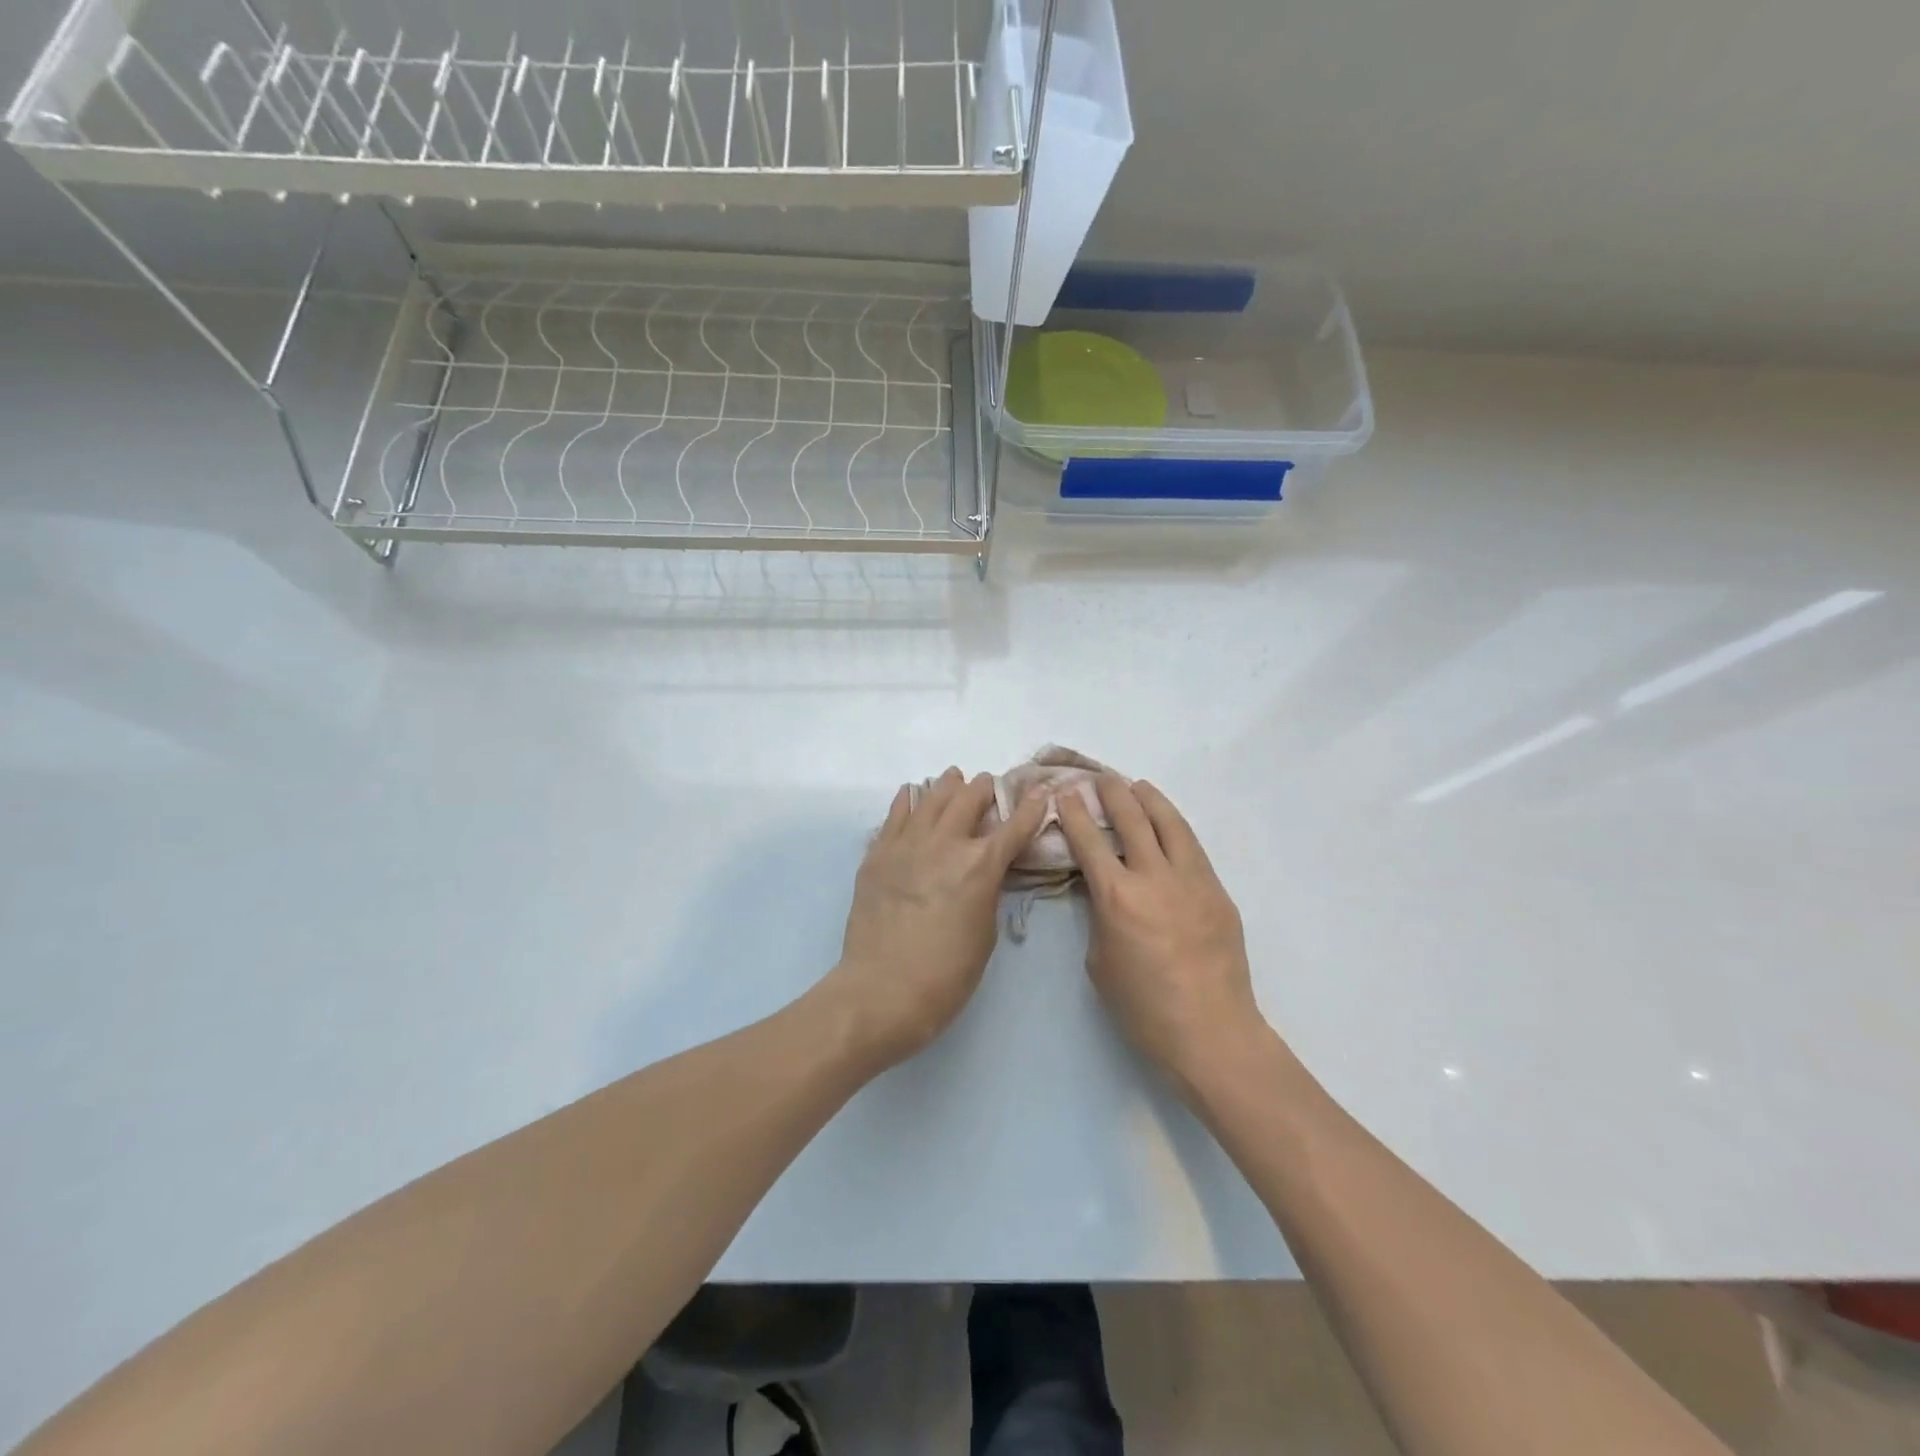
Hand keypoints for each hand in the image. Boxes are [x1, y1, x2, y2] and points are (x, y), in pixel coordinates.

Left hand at [827, 768, 1048, 1069]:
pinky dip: (908, 800)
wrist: (882, 990)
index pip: (1014, 826)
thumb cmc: (946, 974)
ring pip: (931, 797)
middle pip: (969, 798)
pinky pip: (895, 815)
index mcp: (981, 865)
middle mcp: (946, 843)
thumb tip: (987, 871)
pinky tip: (911, 794)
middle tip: (988, 786)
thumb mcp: (985, 933)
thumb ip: (989, 891)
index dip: (1030, 807)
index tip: (1039, 793)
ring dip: (947, 786)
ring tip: (953, 779)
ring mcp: (907, 844)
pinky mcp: (878, 854)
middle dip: (985, 788)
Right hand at [1055, 776, 1264, 1088]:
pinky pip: (1192, 848)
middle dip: (1113, 793)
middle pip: (1132, 819)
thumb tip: (1100, 889)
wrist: (1211, 1031)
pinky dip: (1175, 828)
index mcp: (1117, 897)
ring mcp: (1192, 880)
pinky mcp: (1217, 891)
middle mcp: (1154, 877)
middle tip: (1102, 779)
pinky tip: (1169, 825)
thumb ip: (1098, 916)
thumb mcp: (1100, 961)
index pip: (1090, 840)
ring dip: (1151, 800)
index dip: (1075, 812)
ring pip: (1170, 824)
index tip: (1066, 792)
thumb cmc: (1143, 1007)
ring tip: (1139, 787)